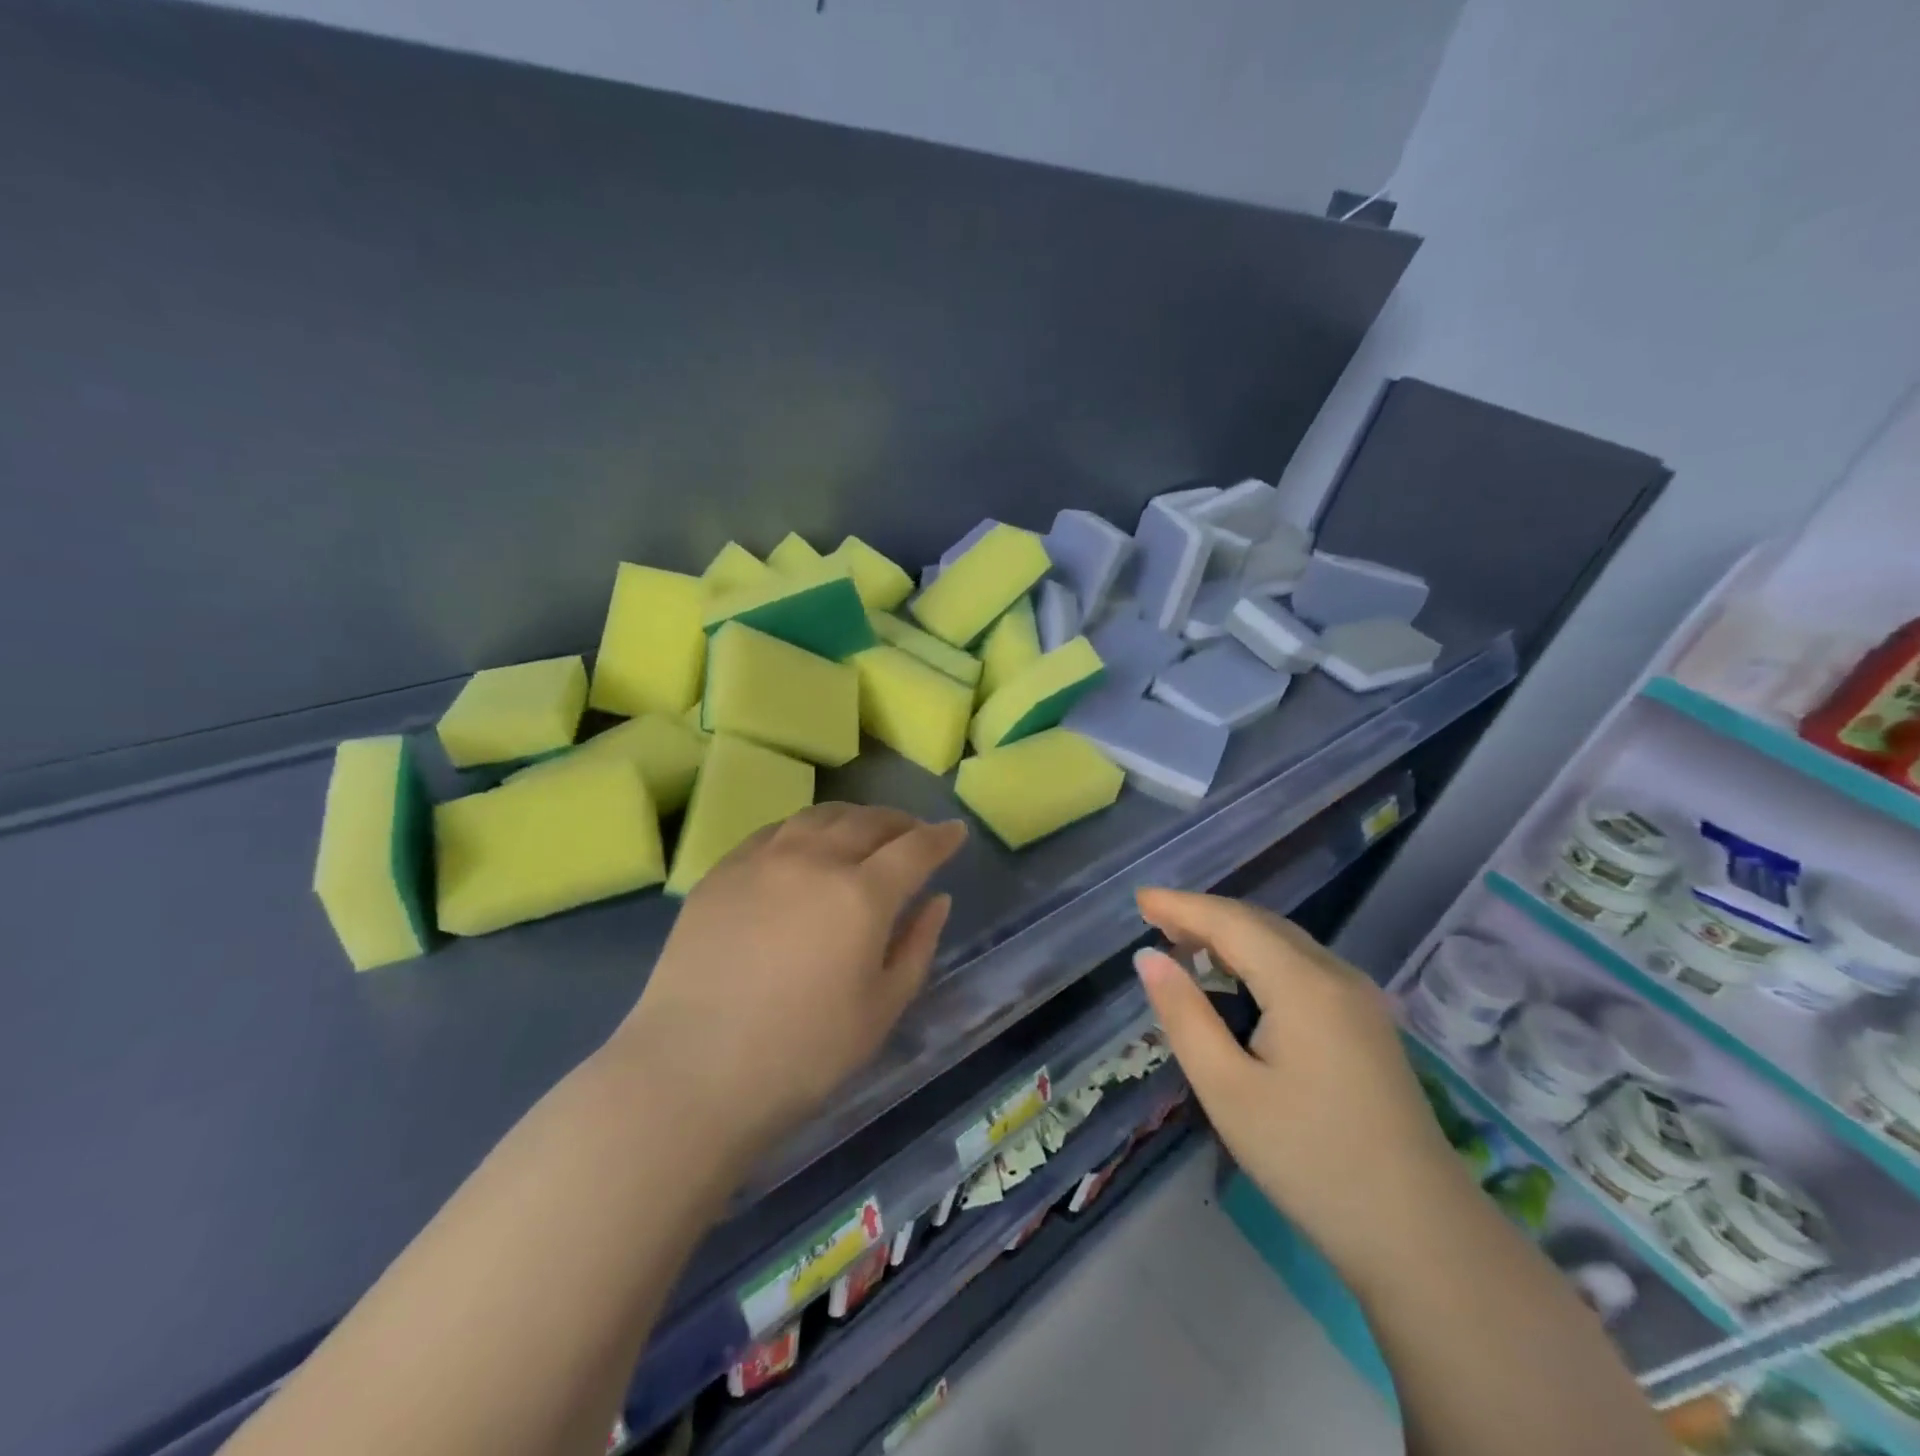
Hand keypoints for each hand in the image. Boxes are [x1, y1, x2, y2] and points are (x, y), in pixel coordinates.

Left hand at [611, 805, 967, 1163]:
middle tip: (913, 832)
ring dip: (853, 818)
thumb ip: (917, 946)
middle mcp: (814, 859)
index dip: (941, 837)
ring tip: (863, 831)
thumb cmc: (802, 1054)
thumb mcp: (882, 1009)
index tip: (955, 832)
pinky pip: (774, 831)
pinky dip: (804, 829)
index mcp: (861, 895)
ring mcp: (762, 860)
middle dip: (899, 822)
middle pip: (867, 821)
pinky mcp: (722, 871)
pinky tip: (805, 846)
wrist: (691, 1073)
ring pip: (818, 816)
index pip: (915, 848)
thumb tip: (937, 900)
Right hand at [1133, 889, 1463, 1271]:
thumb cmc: (1310, 1160)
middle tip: (1153, 919)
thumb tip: (1148, 958)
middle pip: (1260, 923)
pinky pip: (1303, 965)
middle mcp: (1336, 975)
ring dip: (1232, 933)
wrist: (1421, 1236)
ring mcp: (1360, 999)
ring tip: (1185, 941)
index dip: (1181, 906)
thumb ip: (1184, 1015)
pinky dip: (1260, 956)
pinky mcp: (1368, 1024)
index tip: (1138, 899)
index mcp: (1303, 984)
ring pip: (1284, 942)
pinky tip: (1239, 977)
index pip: (1230, 922)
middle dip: (1205, 915)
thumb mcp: (1227, 1090)